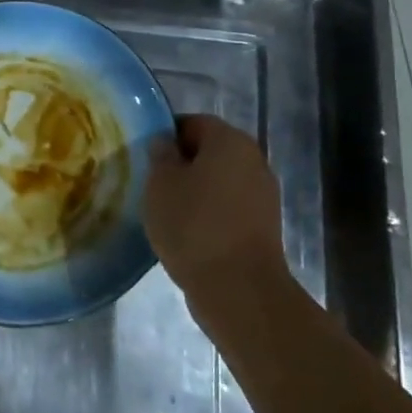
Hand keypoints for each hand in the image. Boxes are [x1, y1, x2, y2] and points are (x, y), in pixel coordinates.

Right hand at [144, 115, 288, 301]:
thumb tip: (165, 143)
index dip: (166, 136)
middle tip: (153, 184)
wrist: (239, 290)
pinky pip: (230, 207)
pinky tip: (189, 233)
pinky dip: (210, 213)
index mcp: (229, 140)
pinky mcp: (265, 226)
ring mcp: (264, 194)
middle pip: (210, 151)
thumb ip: (160, 155)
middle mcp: (253, 160)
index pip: (192, 122)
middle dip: (182, 164)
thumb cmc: (193, 225)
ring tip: (168, 211)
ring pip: (220, 180)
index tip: (146, 158)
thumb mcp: (160, 184)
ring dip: (196, 191)